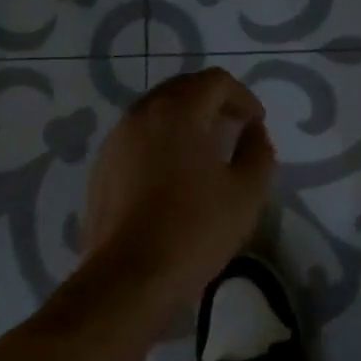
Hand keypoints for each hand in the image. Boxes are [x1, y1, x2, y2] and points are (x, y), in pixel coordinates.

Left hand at [83, 68, 276, 310]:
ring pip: (158, 110)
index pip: (216, 81)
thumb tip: (252, 130)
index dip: (243, 96)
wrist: (127, 279)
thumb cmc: (194, 229)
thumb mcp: (247, 191)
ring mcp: (117, 138)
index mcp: (179, 111)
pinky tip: (173, 174)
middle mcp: (143, 113)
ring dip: (186, 119)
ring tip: (205, 150)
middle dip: (213, 101)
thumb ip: (258, 149)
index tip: (255, 123)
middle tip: (234, 127)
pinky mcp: (102, 166)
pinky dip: (161, 139)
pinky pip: (138, 135)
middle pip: (184, 88)